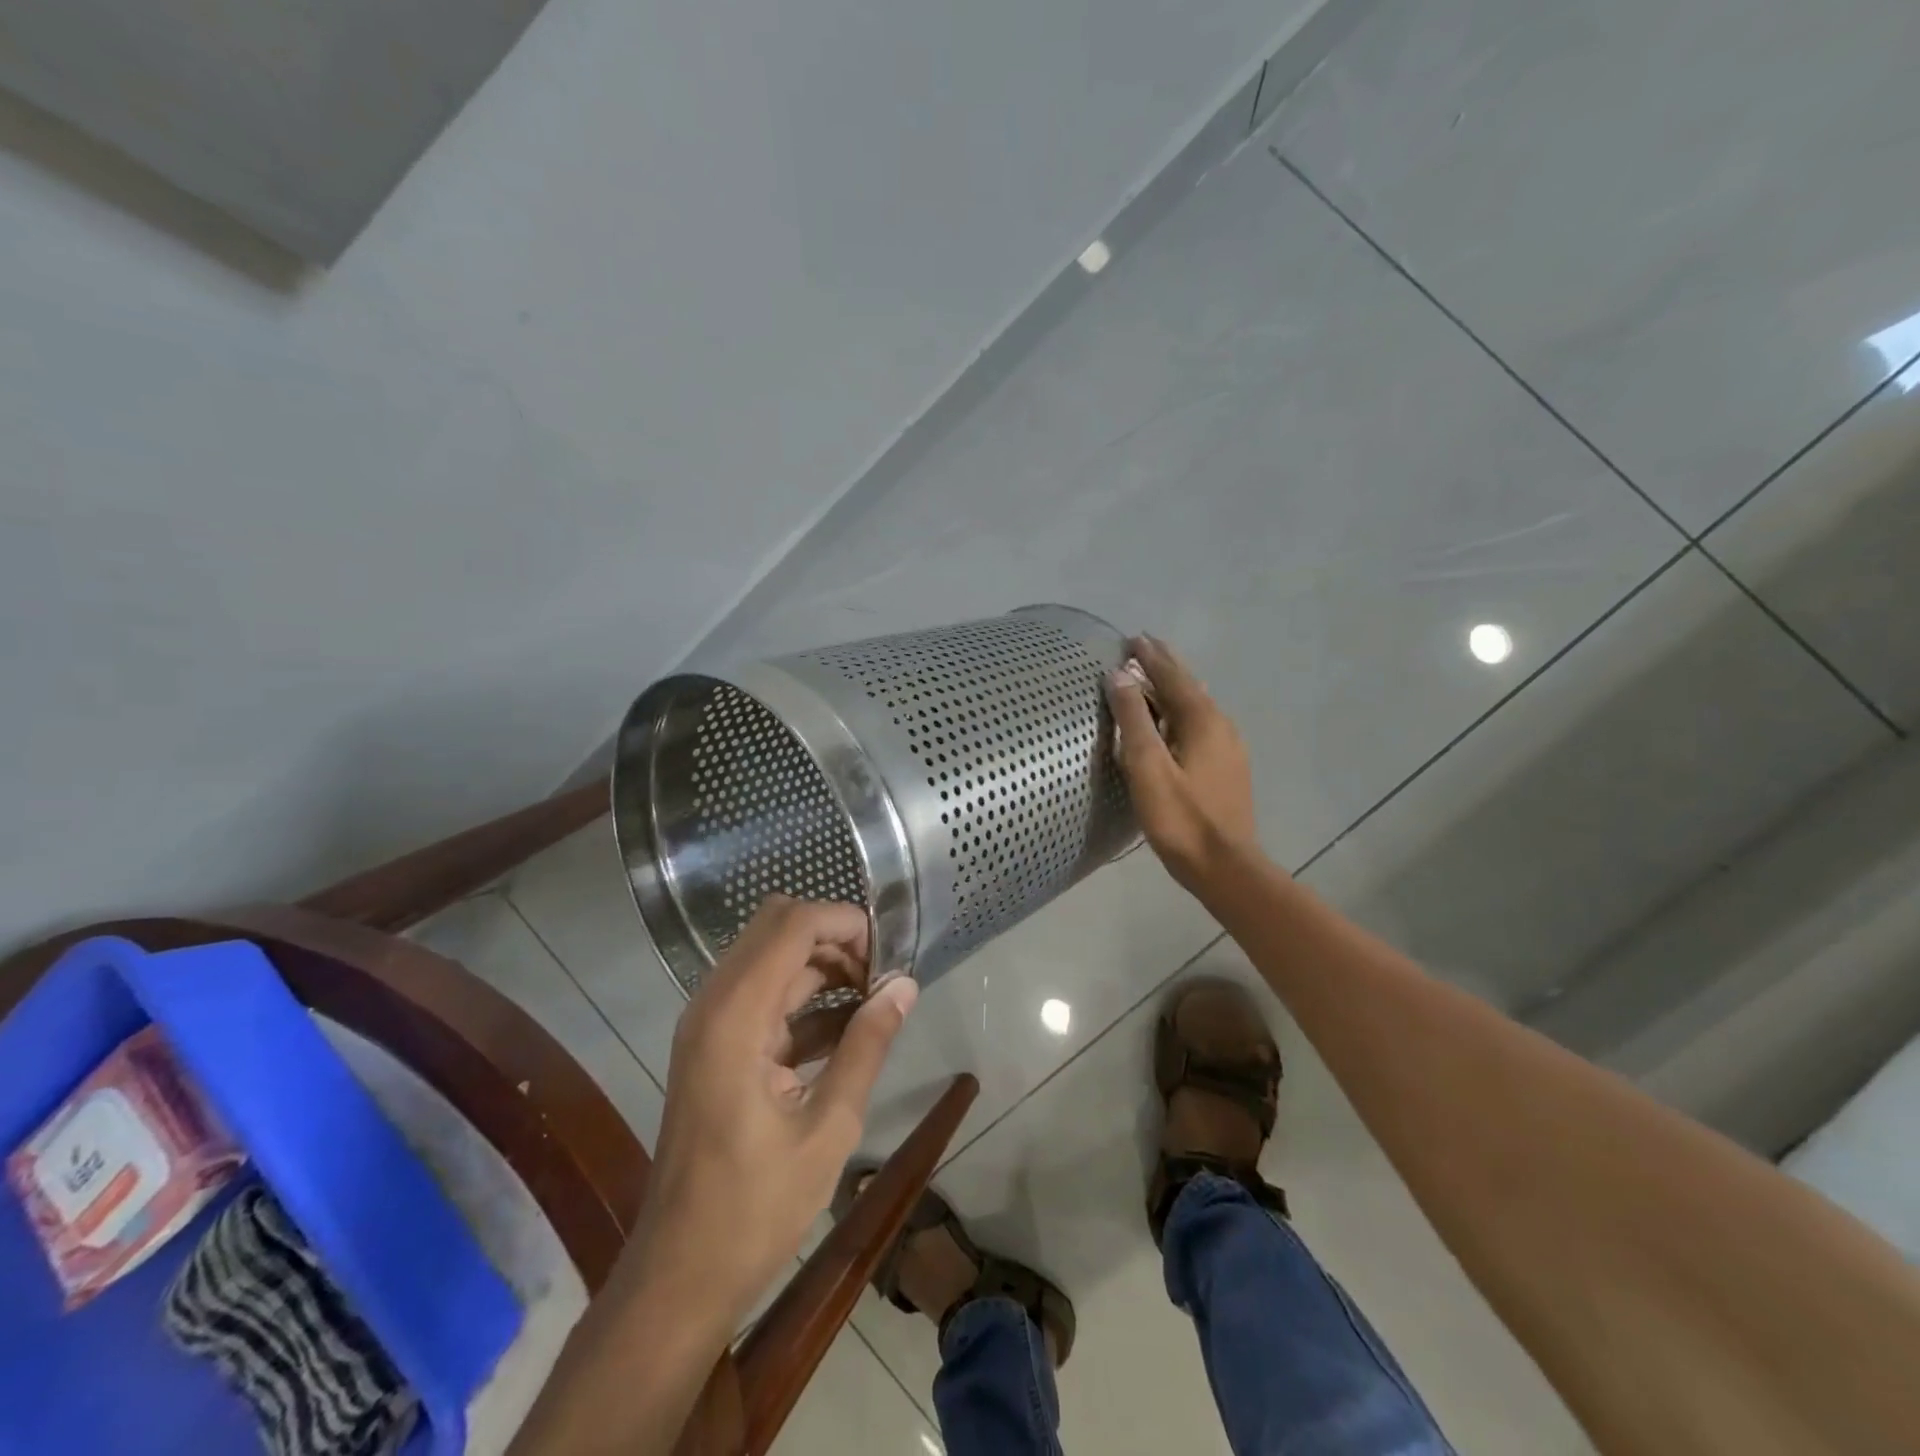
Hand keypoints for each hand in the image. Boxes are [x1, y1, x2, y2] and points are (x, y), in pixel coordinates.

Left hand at [635, 896, 917, 1334]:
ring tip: (876, 999)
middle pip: (778, 927)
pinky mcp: (718, 1046)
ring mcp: (711, 1024)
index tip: (891, 956)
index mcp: (735, 1016)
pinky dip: (808, 998)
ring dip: (824, 965)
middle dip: (835, 938)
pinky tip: (851, 1028)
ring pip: (773, 957)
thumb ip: (868, 1045)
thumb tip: (905, 986)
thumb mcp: (829, 1127)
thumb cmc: (755, 1210)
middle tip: (882, 977)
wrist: (679, 1277)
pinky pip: (767, 996)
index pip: (793, 924)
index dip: (846, 923)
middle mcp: (715, 1004)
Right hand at [1106, 635, 1261, 893]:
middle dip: (1165, 665)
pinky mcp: (1227, 767)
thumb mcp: (1148, 767)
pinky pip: (1200, 724)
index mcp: (1202, 721)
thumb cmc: (1181, 819)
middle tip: (1144, 645)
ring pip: (1196, 705)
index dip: (1151, 657)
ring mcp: (1228, 747)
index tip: (1132, 638)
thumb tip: (1118, 675)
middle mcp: (1220, 725)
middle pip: (1189, 686)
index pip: (1172, 677)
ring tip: (1153, 676)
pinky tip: (1173, 720)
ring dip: (1173, 687)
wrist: (1225, 867)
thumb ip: (1133, 720)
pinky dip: (1180, 710)